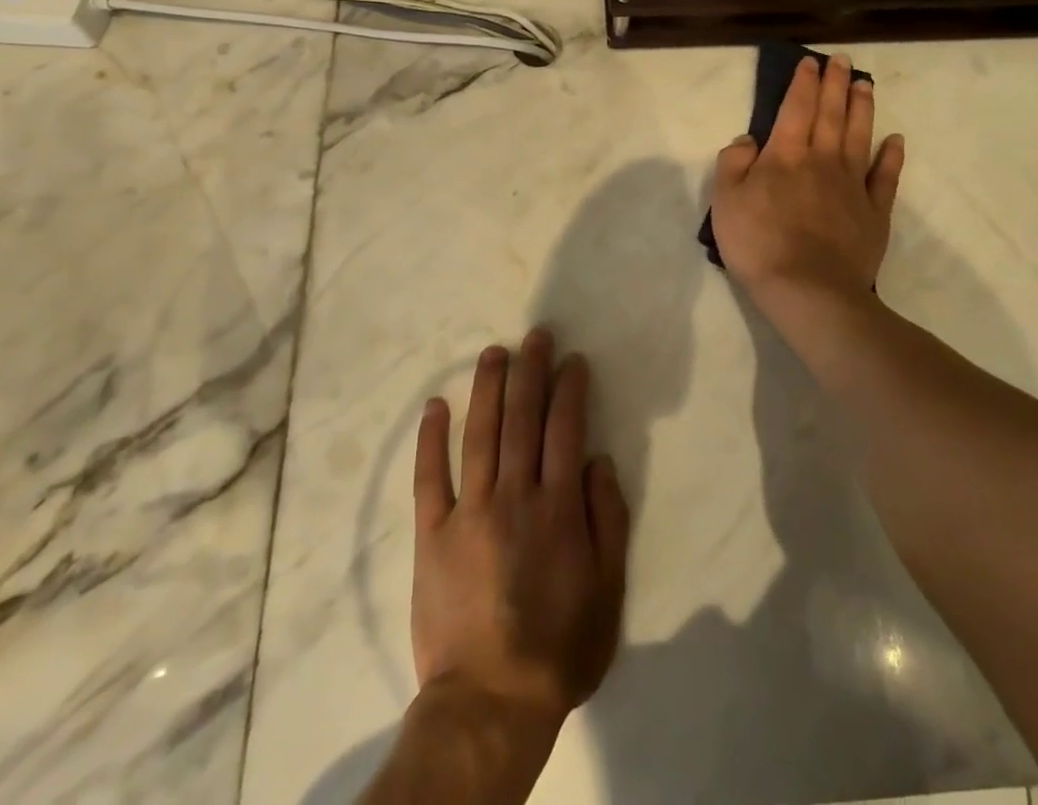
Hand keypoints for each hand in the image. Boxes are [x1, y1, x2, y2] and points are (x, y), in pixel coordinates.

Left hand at [410, 329, 630, 728]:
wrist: (490, 701)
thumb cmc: (559, 646)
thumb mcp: (608, 590)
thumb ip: (608, 519)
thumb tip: (597, 459)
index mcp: (557, 507)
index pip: (566, 429)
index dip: (570, 388)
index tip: (573, 360)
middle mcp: (514, 495)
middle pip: (523, 418)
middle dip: (531, 370)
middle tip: (535, 335)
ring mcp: (469, 511)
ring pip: (480, 434)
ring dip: (488, 388)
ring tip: (494, 352)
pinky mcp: (431, 533)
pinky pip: (429, 477)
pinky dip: (431, 439)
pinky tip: (436, 405)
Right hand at [710, 55, 904, 306]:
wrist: (808, 290)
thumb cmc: (758, 244)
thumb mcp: (724, 201)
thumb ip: (733, 163)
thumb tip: (749, 139)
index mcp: (785, 155)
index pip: (795, 108)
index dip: (803, 83)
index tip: (811, 62)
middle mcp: (822, 160)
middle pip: (831, 114)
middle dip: (836, 84)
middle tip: (843, 60)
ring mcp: (852, 185)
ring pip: (859, 136)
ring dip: (862, 108)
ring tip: (866, 84)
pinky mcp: (874, 212)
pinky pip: (885, 177)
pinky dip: (891, 157)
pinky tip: (895, 141)